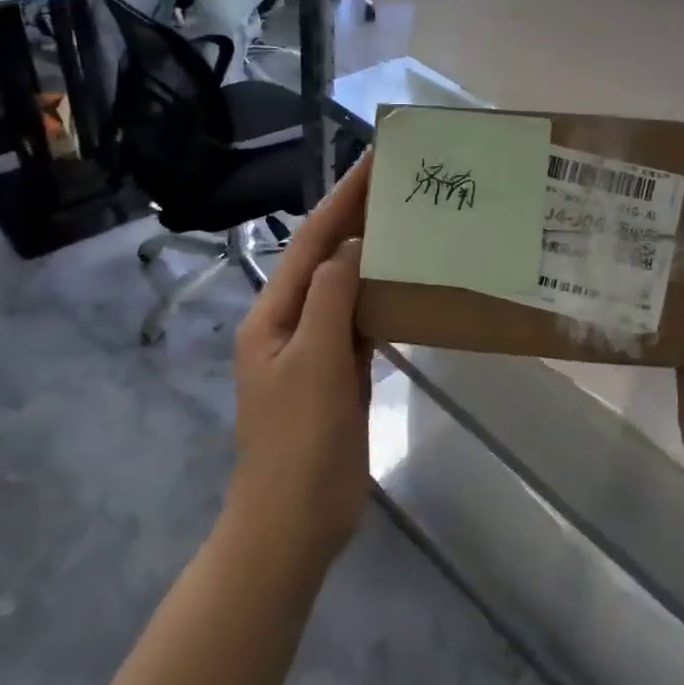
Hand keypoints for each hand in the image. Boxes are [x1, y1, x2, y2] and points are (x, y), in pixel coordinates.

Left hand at [229, 154, 373, 563]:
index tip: (373, 163)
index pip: (311, 242)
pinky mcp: (339, 374)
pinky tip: (410, 285)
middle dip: (359, 220)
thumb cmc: (299, 441)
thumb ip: (330, 297)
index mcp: (273, 313)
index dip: (342, 200)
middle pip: (328, 260)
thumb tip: (352, 246)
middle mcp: (291, 322)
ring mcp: (316, 350)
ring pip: (348, 290)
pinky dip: (383, 300)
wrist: (295, 521)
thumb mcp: (312, 361)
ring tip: (411, 224)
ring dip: (374, 257)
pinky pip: (362, 324)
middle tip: (401, 185)